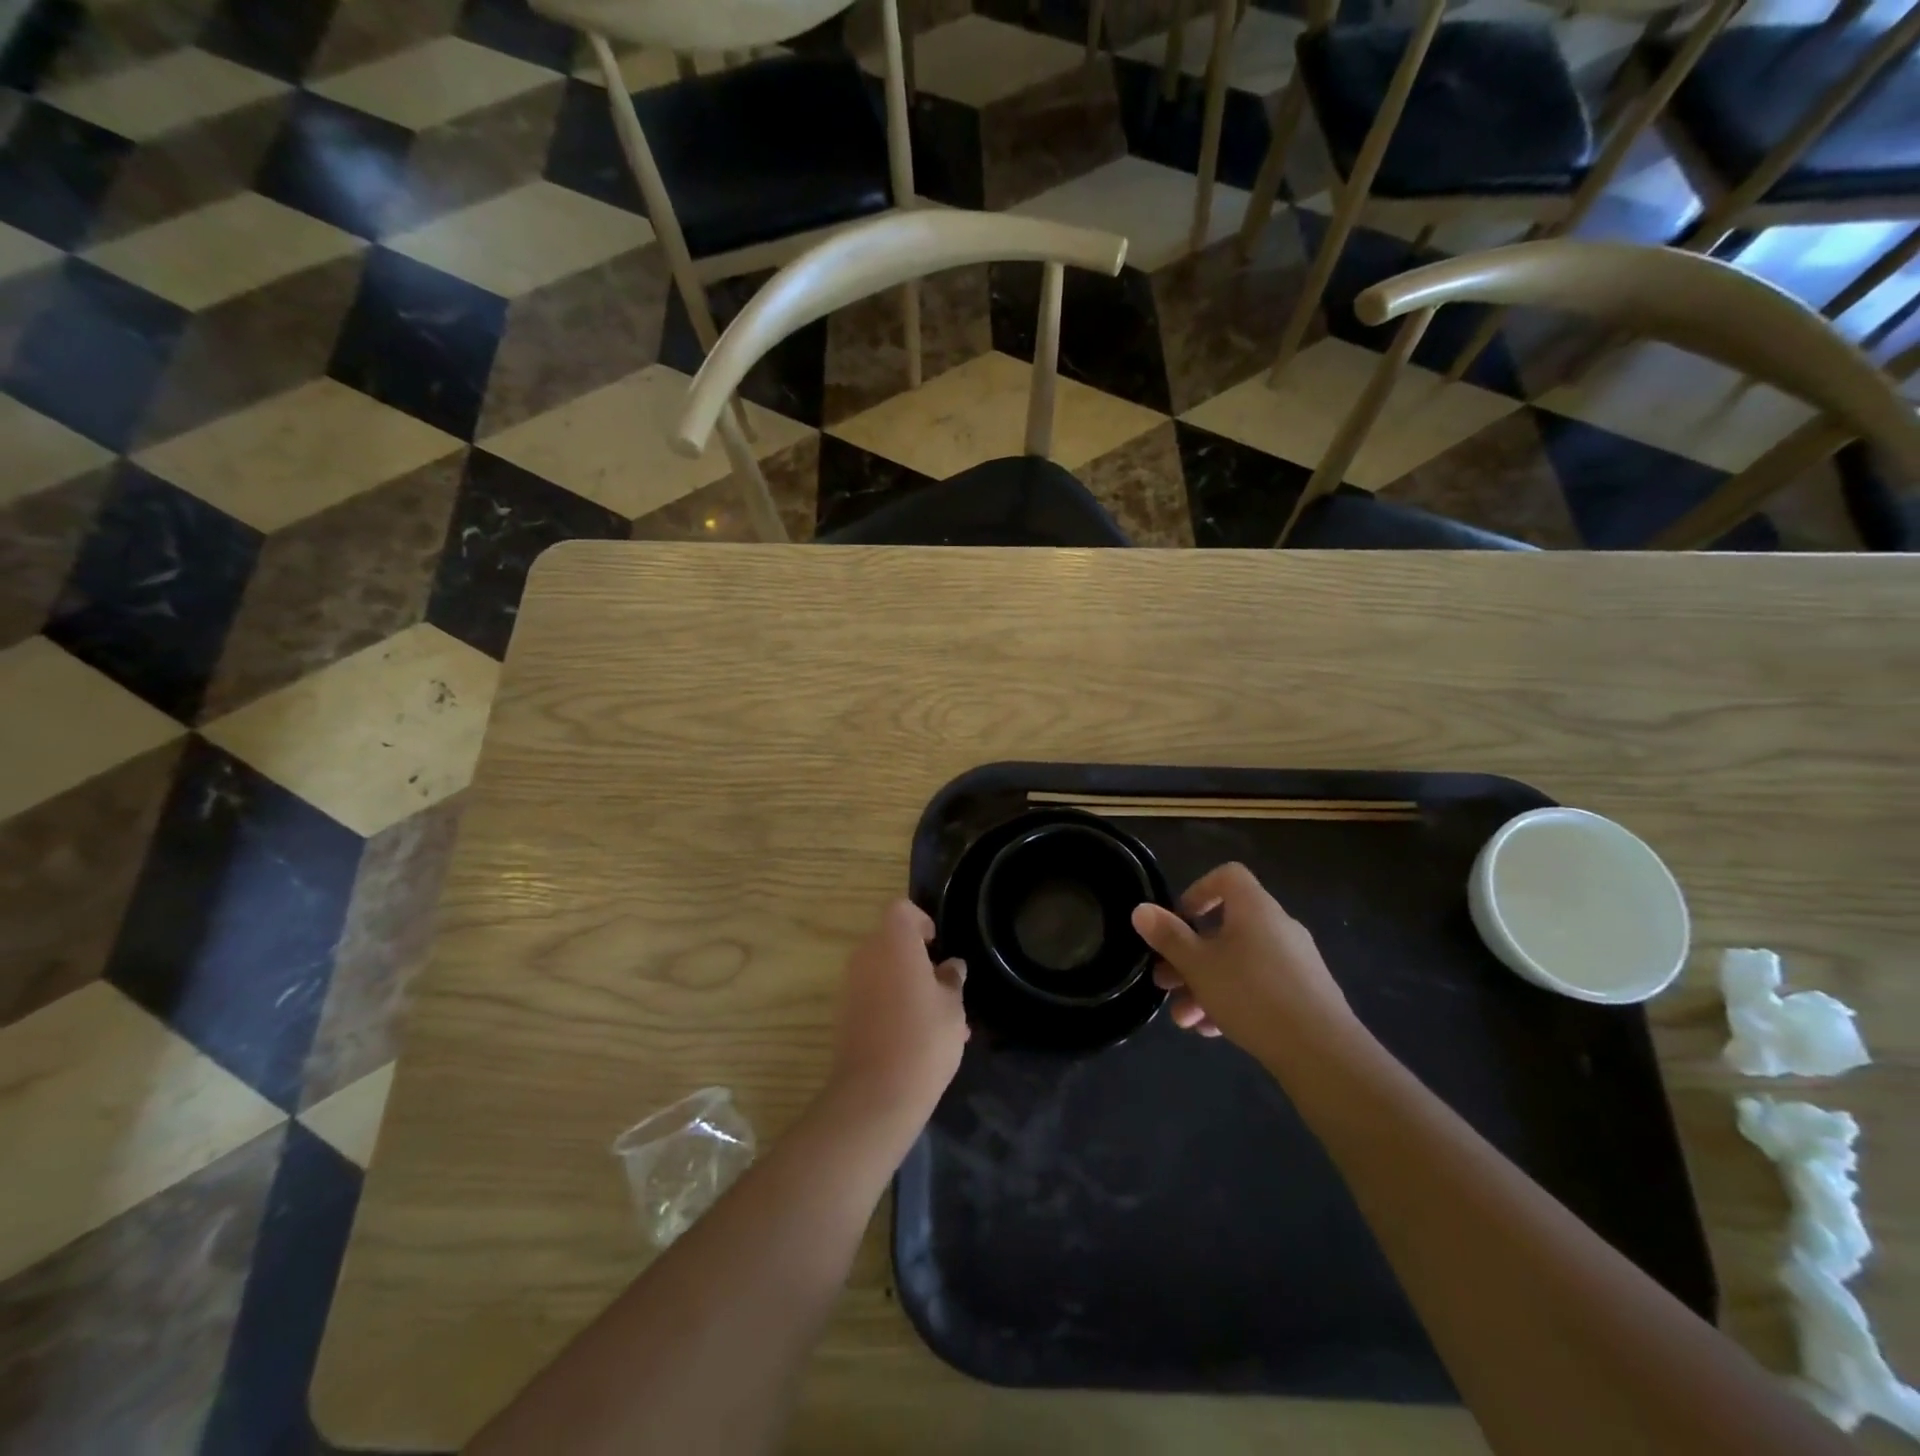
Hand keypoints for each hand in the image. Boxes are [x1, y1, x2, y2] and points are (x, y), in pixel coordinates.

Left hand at [829, 900, 968, 1120]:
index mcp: (894, 942)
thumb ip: (952, 980)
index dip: (921, 921)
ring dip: (905, 983)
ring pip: (882, 971)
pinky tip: (915, 1037)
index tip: (937, 945)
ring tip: (936, 1019)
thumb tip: (951, 966)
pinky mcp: (843, 1013)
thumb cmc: (923, 1039)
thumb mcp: (953, 1007)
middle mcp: (866, 955)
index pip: (901, 909)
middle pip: (890, 940)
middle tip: (943, 986)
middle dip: (915, 957)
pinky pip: (871, 995)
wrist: (876, 1094)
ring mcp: (850, 985)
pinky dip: (891, 1004)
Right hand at [1131, 863, 1357, 1057]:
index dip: (1198, 891)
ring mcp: (1295, 961)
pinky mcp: (1305, 994)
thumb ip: (1168, 937)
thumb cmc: (1251, 994)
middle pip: (1226, 927)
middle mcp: (1278, 926)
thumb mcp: (1198, 966)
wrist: (1322, 1052)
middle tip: (1164, 982)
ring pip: (1239, 962)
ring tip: (1184, 1019)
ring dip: (1206, 985)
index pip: (1227, 877)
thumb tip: (1141, 909)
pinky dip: (1233, 1000)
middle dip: (1189, 955)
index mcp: (1254, 908)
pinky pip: (1259, 986)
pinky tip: (1214, 1031)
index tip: (1179, 921)